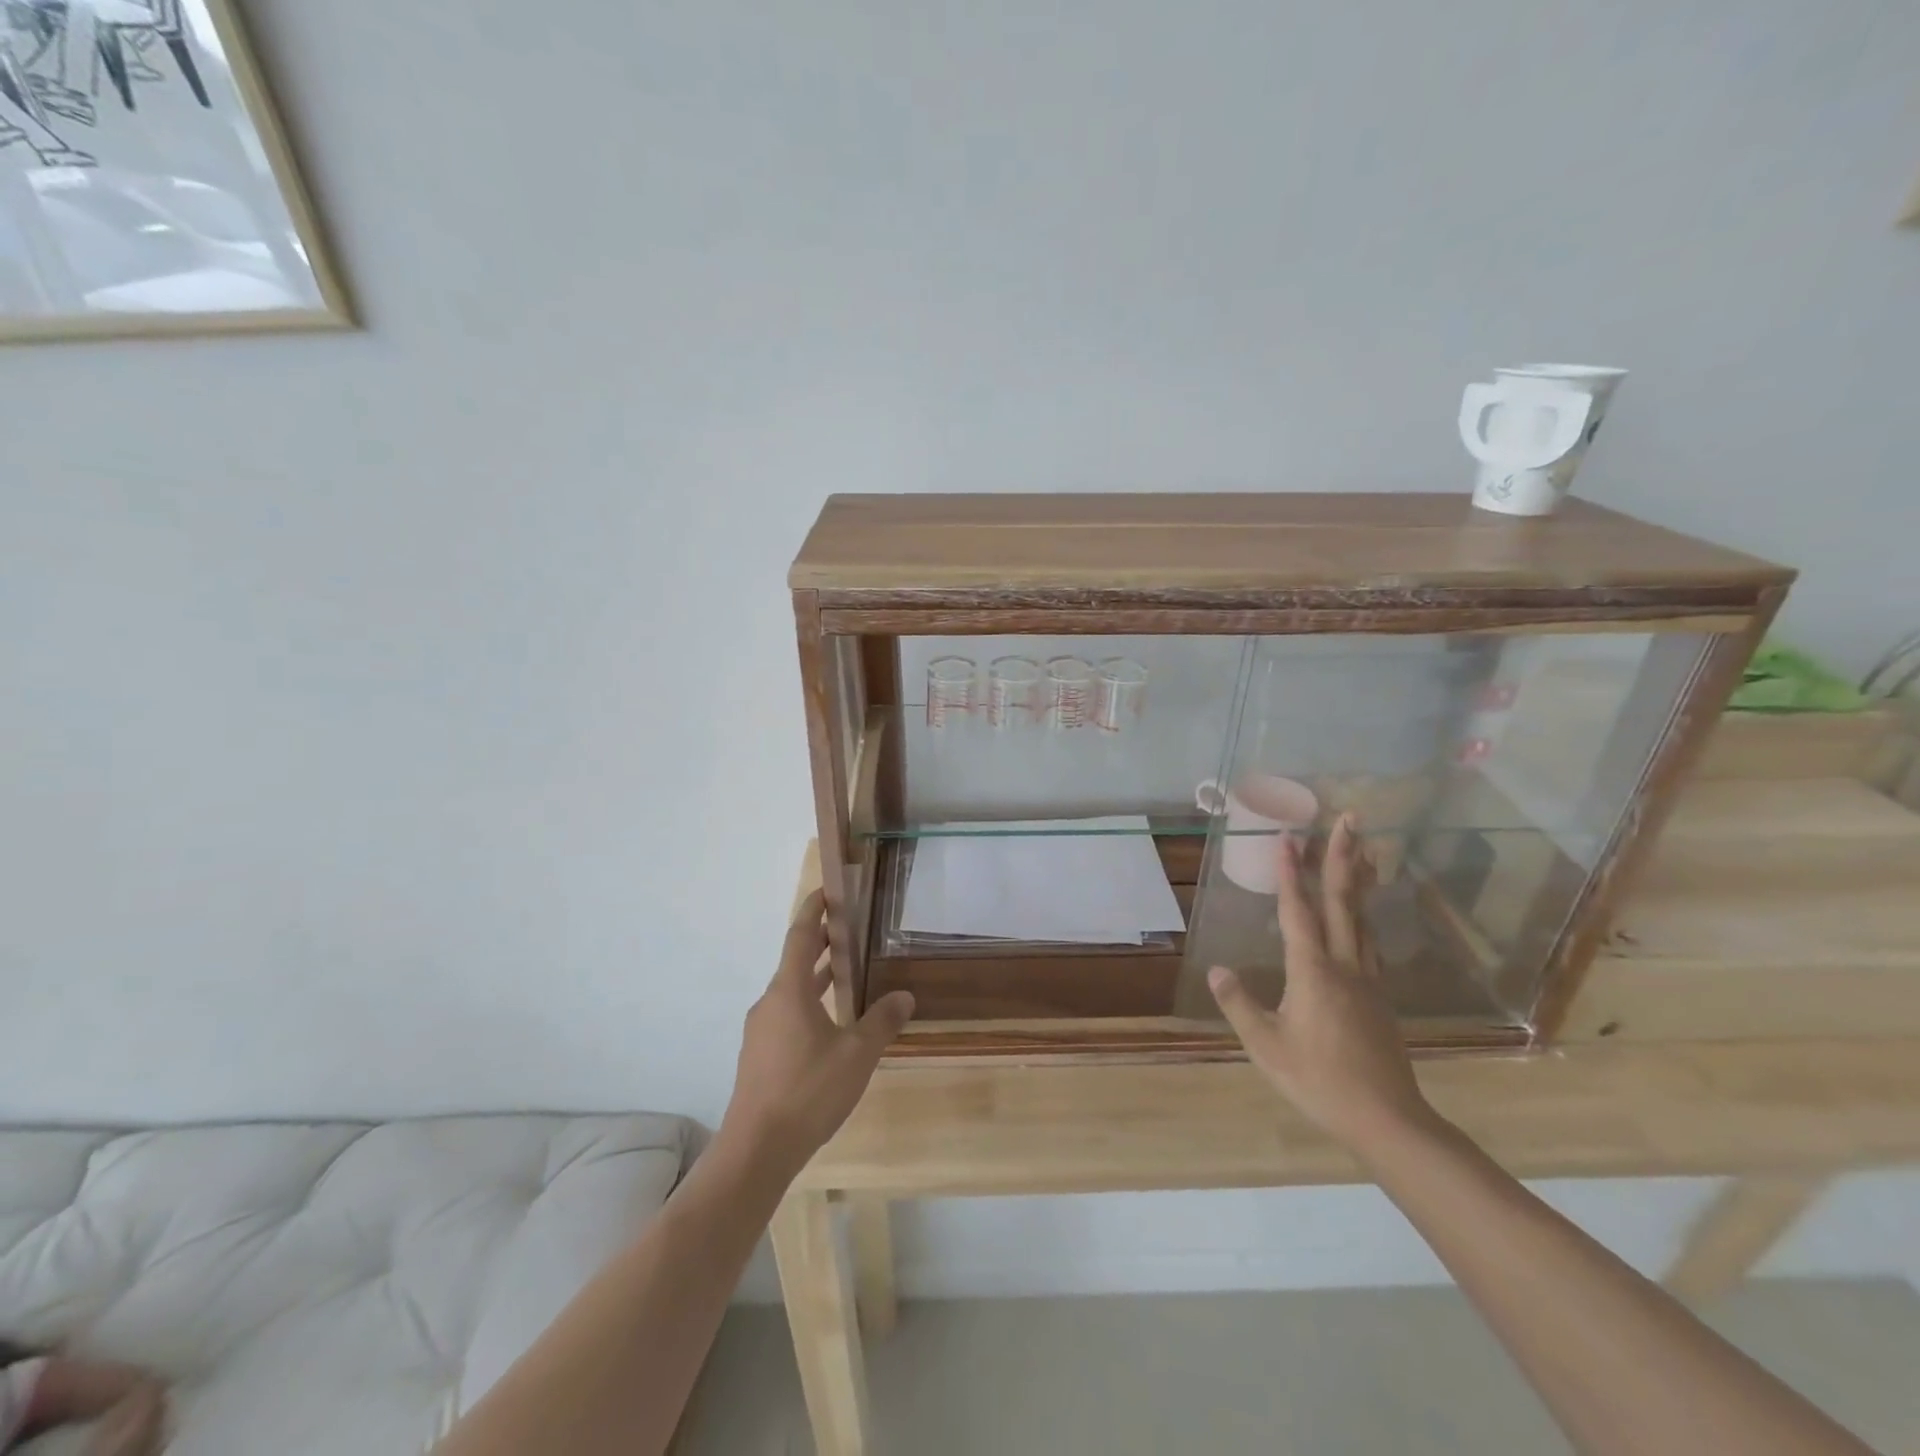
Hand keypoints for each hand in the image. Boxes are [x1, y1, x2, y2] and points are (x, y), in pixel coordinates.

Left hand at [718, 889, 914, 1178]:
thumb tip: (904, 996)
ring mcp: (760, 1031)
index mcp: (789, 991)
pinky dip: (808, 1003)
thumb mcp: (857, 1054)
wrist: (756, 1149)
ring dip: (814, 976)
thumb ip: (882, 1021)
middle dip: (819, 942)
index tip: (827, 891)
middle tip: (848, 929)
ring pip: (790, 991)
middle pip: (794, 960)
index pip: (799, 935)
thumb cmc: (808, 1090)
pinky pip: (786, 1014)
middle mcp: (770, 1002)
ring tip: (843, 972)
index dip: (813, 910)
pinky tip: (829, 1024)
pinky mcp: (759, 1056)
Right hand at [1208, 816, 1435, 1153]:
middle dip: (1342, 857)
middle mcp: (1344, 964)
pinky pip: (1371, 939)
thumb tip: (1217, 971)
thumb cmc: (1318, 1080)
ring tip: (1363, 848)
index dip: (1291, 873)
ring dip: (1360, 878)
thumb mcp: (1266, 1045)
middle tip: (1349, 818)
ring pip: (1364, 917)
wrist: (1386, 1118)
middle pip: (1344, 901)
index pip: (1299, 911)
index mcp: (1313, 971)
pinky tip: (1365, 914)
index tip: (1288, 837)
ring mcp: (1367, 978)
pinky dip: (1367, 913)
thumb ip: (1240, 1005)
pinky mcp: (1379, 995)